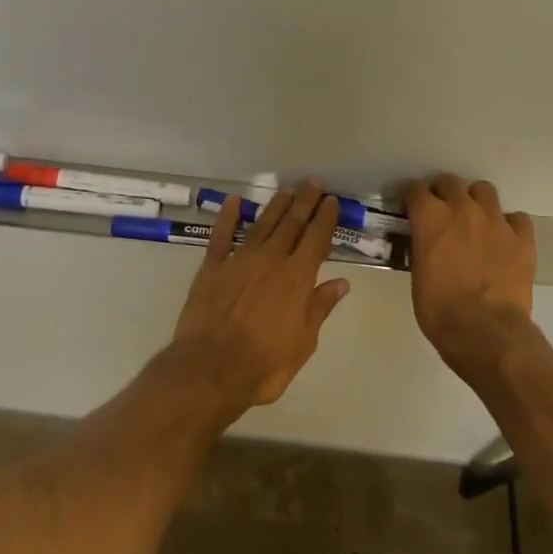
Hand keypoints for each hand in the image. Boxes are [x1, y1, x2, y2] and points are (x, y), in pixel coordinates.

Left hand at [171, 184, 349, 412]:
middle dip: (304, 203)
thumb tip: (341, 282)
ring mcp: (239, 260)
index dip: (325, 218)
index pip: (316, 240)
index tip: (331, 201)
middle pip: (291, 225)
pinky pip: (222, 236)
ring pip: (262, 225)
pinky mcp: (212, 267)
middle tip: (312, 184)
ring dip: (275, 206)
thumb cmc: (264, 364)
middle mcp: (271, 260)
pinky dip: (228, 216)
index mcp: (296, 278)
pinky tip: (234, 201)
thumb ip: (319, 307)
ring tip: (286, 191)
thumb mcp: (303, 342)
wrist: (211, 369)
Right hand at [404, 174, 536, 380]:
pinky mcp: (522, 238)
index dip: (413, 197)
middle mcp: (462, 209)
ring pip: (484, 190)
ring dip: (476, 201)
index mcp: (431, 218)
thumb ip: (422, 248)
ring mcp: (496, 221)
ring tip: (475, 220)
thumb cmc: (440, 310)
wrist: (486, 332)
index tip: (412, 208)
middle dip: (443, 193)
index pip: (416, 189)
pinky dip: (509, 225)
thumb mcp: (418, 275)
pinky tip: (504, 240)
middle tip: (442, 212)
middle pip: (450, 182)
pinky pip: (517, 218)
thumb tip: (427, 243)